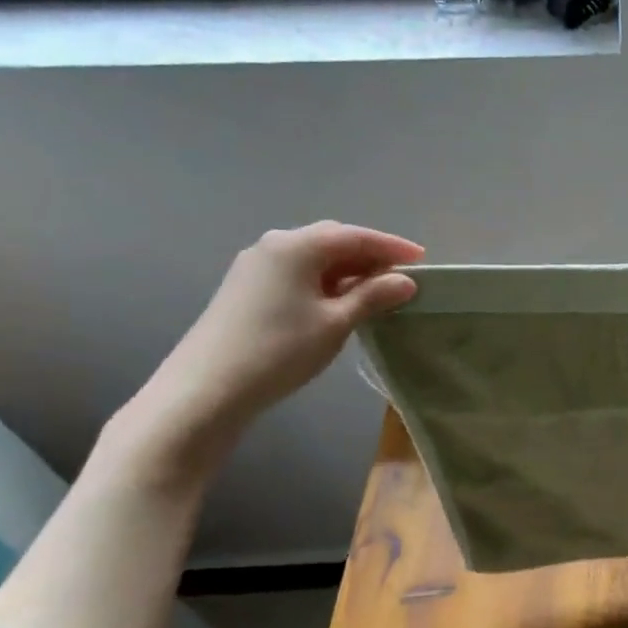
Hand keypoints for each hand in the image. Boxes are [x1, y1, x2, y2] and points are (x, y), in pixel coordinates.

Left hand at [135, 222, 423, 447]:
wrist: (204, 391)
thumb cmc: (279, 350)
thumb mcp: (336, 323)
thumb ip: (373, 296)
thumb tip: (405, 280)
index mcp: (297, 245)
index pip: (356, 236)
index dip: (392, 246)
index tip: (422, 259)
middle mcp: (274, 245)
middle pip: (332, 241)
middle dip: (369, 255)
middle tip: (399, 276)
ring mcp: (255, 266)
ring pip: (313, 257)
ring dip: (346, 269)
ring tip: (374, 290)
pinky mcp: (245, 288)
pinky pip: (296, 272)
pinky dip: (323, 280)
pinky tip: (337, 301)